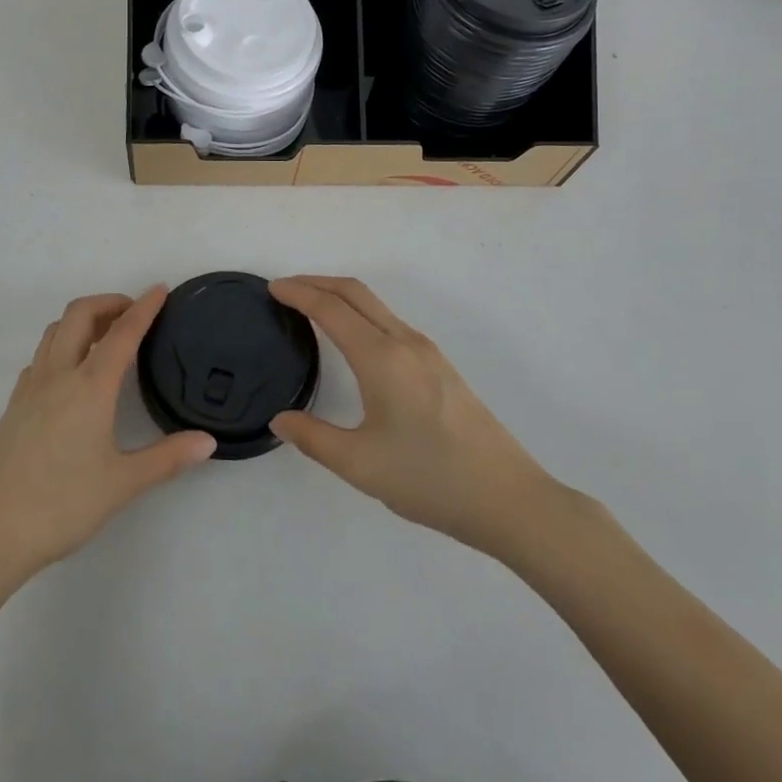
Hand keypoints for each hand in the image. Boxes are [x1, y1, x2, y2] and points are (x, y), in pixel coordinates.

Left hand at [0, 287, 215, 589]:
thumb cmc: (61, 505)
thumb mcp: (122, 485)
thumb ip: (167, 458)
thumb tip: (208, 442)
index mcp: (90, 386)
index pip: (123, 332)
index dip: (144, 307)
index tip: (161, 289)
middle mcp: (59, 374)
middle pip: (81, 313)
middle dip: (109, 302)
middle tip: (133, 313)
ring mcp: (31, 387)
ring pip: (56, 330)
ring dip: (83, 319)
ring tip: (105, 336)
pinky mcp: (14, 404)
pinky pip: (41, 355)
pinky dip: (62, 344)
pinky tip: (71, 372)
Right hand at [268, 276, 562, 561]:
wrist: (509, 499)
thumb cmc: (430, 479)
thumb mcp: (361, 465)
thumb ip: (314, 438)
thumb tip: (280, 419)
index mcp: (381, 358)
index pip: (331, 309)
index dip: (299, 293)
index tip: (272, 288)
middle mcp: (405, 341)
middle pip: (356, 292)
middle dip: (317, 282)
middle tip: (286, 289)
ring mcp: (427, 351)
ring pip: (376, 305)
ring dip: (341, 296)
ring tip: (313, 308)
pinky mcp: (441, 365)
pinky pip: (391, 321)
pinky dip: (362, 313)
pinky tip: (354, 338)